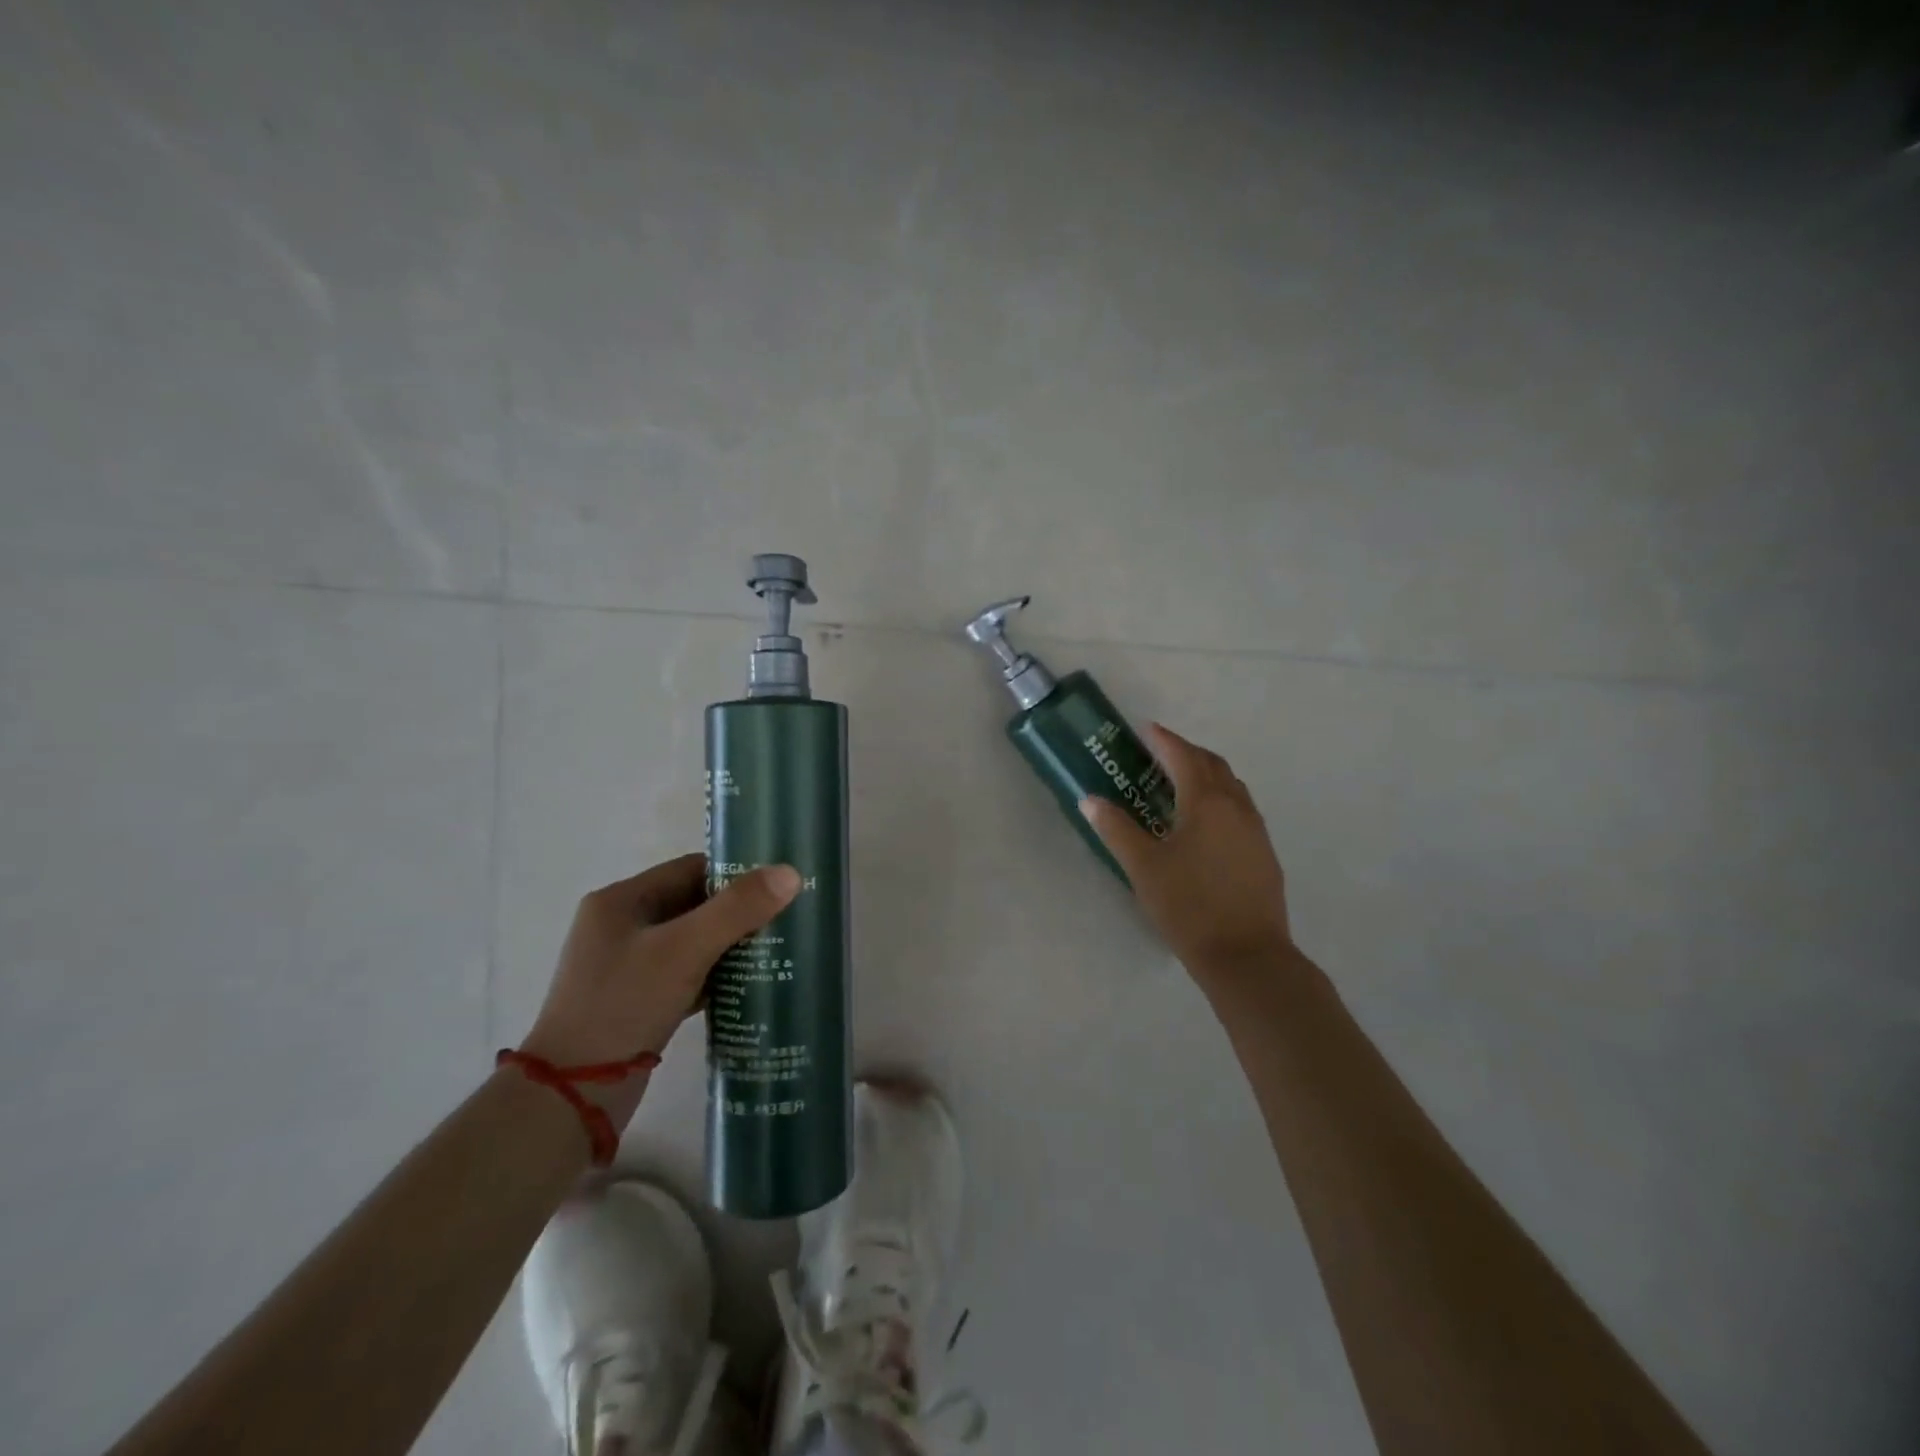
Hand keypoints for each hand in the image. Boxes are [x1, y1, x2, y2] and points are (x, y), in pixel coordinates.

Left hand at [516, 854, 799, 1124]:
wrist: (573, 1096)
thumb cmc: (624, 1005)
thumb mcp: (684, 950)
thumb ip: (737, 909)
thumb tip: (790, 872)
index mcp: (621, 901)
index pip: (690, 869)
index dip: (735, 874)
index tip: (777, 887)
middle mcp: (621, 926)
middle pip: (693, 904)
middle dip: (737, 912)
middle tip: (784, 919)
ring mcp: (626, 966)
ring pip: (691, 941)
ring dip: (729, 945)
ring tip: (775, 950)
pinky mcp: (636, 1001)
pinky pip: (685, 974)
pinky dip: (714, 976)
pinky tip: (748, 985)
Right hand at [1081, 723, 1293, 977]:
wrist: (1247, 956)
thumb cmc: (1188, 906)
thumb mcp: (1143, 867)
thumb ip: (1116, 829)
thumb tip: (1090, 800)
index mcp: (1206, 802)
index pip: (1183, 756)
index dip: (1163, 740)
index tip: (1145, 729)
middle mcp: (1236, 806)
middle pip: (1212, 765)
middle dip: (1186, 753)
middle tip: (1158, 755)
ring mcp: (1256, 830)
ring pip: (1231, 786)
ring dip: (1206, 775)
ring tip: (1180, 784)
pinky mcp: (1264, 853)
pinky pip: (1241, 809)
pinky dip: (1220, 799)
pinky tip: (1204, 824)